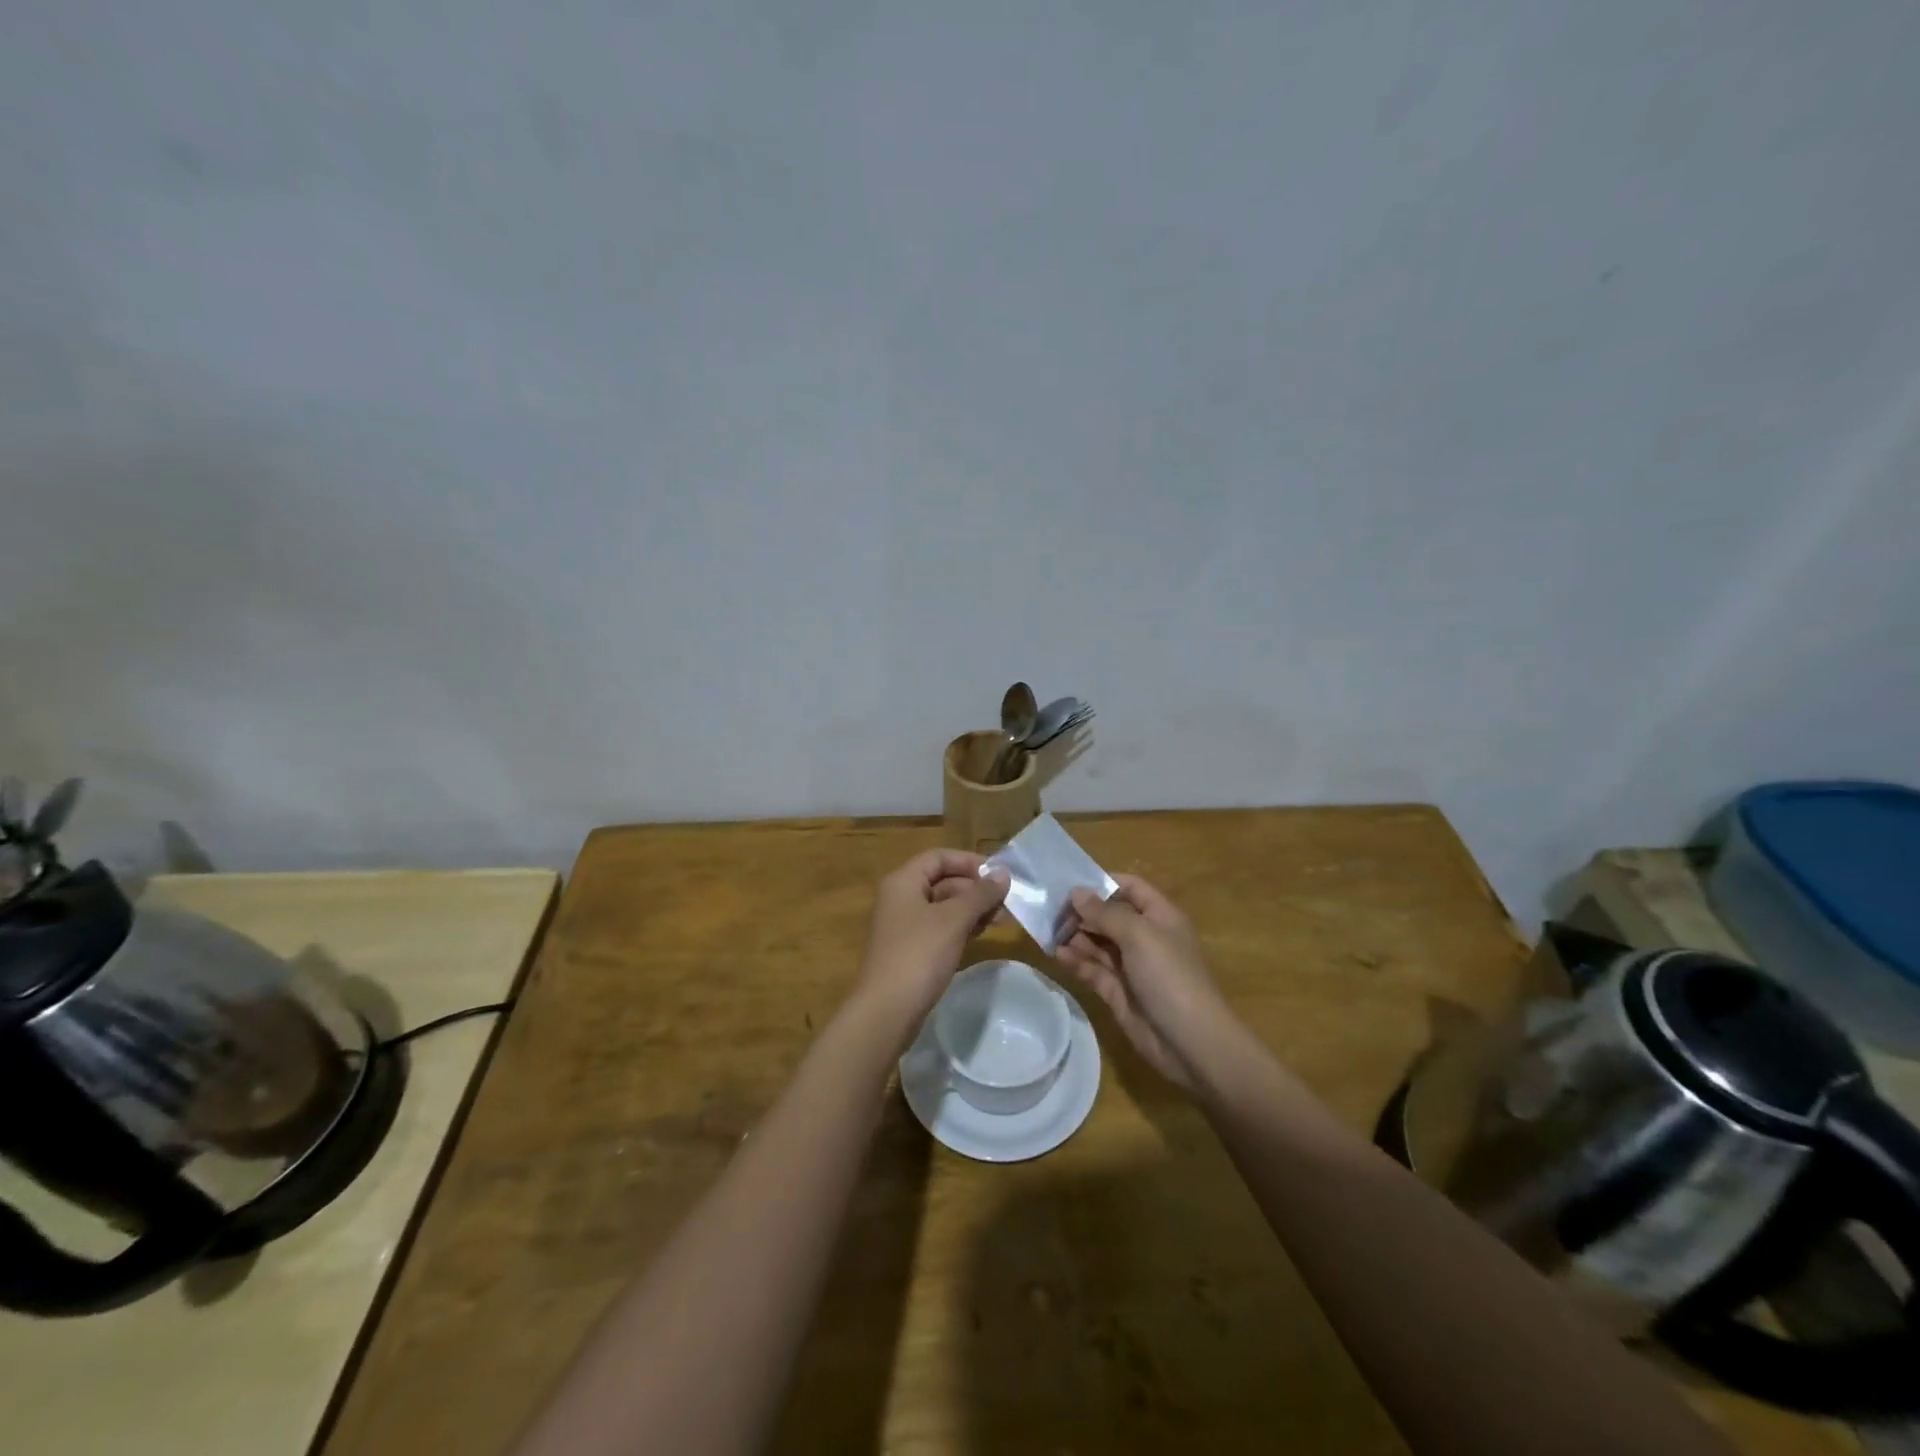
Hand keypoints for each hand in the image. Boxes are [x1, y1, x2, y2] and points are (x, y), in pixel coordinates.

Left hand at [855, 849, 1009, 1028]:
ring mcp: (903, 926)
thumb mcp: (954, 920)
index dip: (969, 861)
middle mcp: (899, 898)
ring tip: (1000, 920)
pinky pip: (938, 928)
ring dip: (971, 909)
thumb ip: (980, 894)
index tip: (998, 875)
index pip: (938, 857)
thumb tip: (1003, 873)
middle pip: (941, 881)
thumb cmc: (919, 955)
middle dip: (974, 889)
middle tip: (1006, 903)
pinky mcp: (909, 950)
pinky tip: (980, 935)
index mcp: (902, 881)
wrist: (887, 1011)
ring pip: (942, 906)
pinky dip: (960, 927)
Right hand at [1055, 875, 1231, 1091]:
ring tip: (1048, 932)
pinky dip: (1076, 960)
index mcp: (1159, 916)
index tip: (1070, 884)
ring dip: (1075, 935)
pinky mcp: (1118, 992)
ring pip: (1098, 942)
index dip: (1103, 883)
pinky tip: (1057, 954)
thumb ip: (1104, 913)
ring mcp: (1131, 966)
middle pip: (1109, 915)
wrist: (1191, 1042)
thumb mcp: (1138, 935)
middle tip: (1050, 911)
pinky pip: (1093, 969)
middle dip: (1082, 911)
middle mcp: (1145, 937)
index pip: (1130, 887)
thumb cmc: (1169, 976)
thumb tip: (1076, 892)